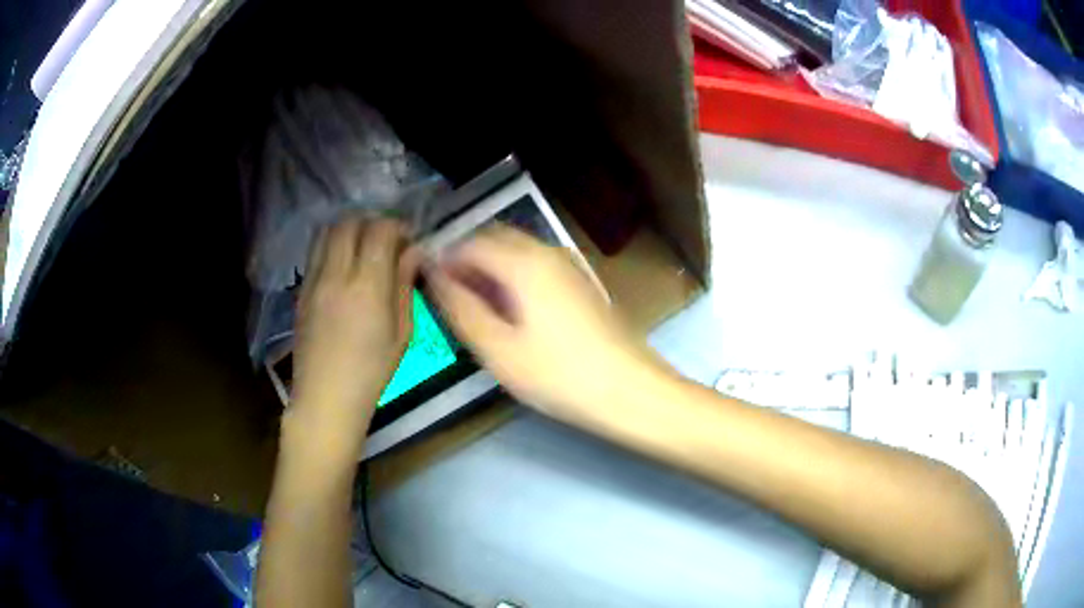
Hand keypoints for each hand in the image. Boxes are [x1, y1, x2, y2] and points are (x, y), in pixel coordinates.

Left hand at [291, 218, 419, 442]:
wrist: (326, 397)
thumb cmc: (372, 371)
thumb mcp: (402, 332)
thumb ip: (405, 285)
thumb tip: (413, 251)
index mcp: (366, 287)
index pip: (379, 230)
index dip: (396, 226)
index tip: (407, 239)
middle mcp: (336, 275)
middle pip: (348, 223)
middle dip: (370, 222)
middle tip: (385, 240)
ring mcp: (313, 281)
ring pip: (326, 232)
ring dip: (347, 230)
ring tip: (362, 248)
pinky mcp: (301, 290)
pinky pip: (315, 252)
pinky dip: (331, 246)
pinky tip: (344, 266)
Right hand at [426, 226, 665, 424]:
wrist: (632, 392)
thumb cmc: (559, 375)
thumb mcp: (498, 349)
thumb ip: (461, 307)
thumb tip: (433, 275)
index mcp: (524, 262)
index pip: (470, 242)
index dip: (444, 261)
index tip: (429, 290)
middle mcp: (548, 252)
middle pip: (495, 240)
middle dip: (467, 261)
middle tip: (452, 301)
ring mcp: (570, 266)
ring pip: (517, 252)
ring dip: (490, 270)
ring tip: (479, 312)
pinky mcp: (582, 284)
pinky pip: (536, 267)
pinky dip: (514, 279)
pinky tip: (513, 316)